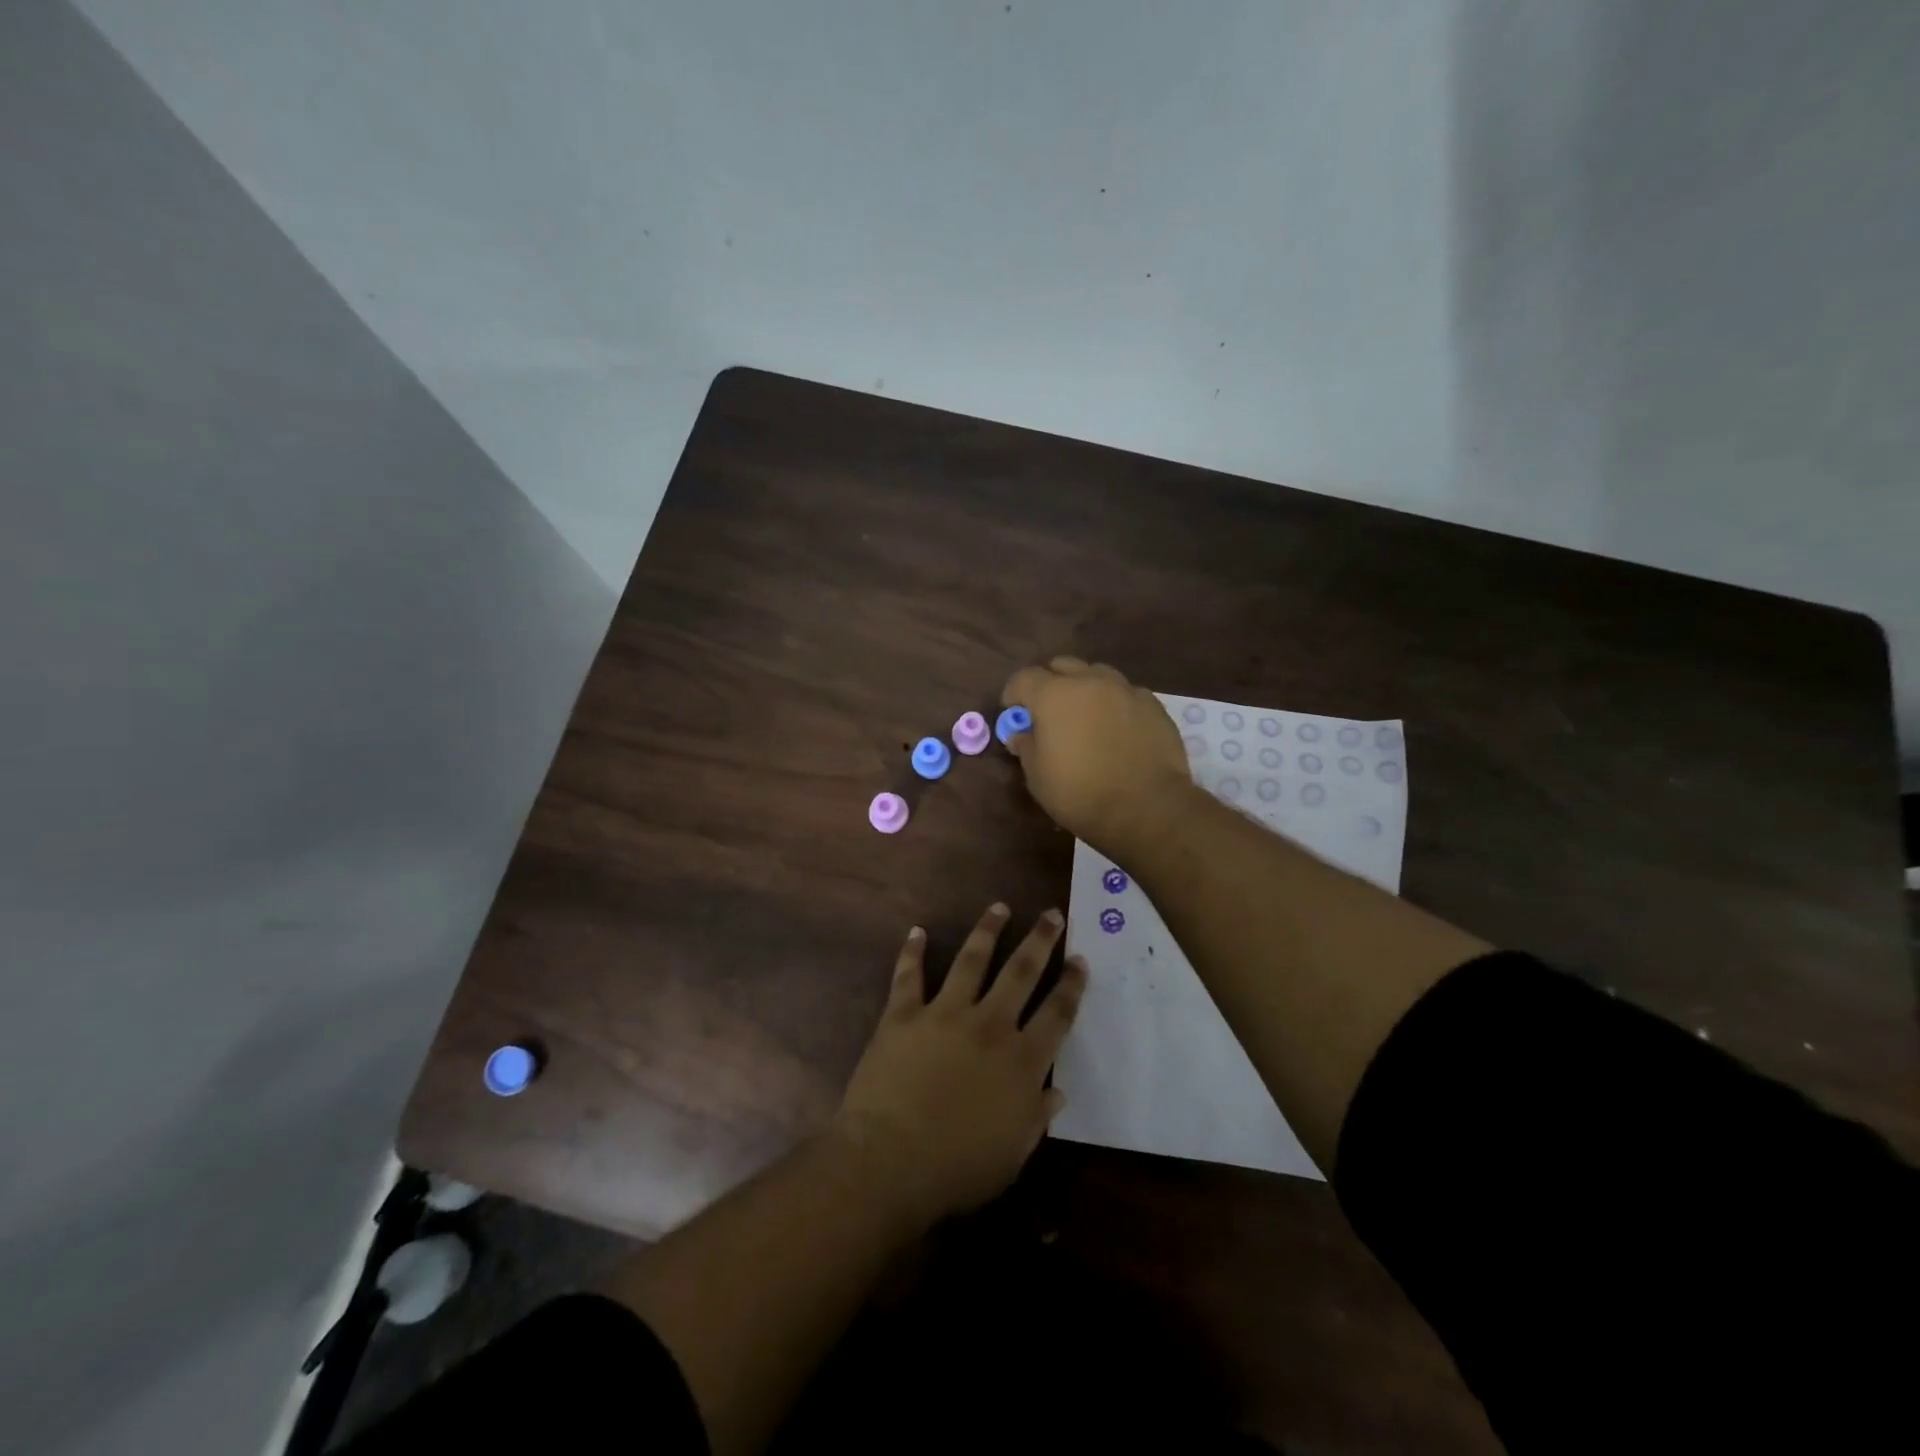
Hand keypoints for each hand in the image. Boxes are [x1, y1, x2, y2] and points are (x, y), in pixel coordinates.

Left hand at [832, 903, 1087, 1226]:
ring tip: (999, 907)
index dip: (1071, 985)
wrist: (890, 1160)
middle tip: (1051, 915)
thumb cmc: (957, 1168)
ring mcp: (944, 1014)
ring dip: (987, 931)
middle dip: (1040, 940)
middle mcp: (989, 1025)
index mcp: (1020, 1061)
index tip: (1080, 960)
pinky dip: (912, 952)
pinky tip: (917, 931)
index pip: (1057, 1014)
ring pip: (972, 960)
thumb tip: (1057, 1092)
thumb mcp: (1011, 1155)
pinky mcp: (904, 1014)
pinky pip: (908, 976)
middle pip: (1021, 972)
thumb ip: (1036, 1118)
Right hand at [1001, 657, 1191, 850]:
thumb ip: (1026, 747)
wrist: (1147, 808)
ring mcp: (1126, 690)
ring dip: (1085, 688)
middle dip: (1050, 683)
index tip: (1014, 714)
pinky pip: (1126, 694)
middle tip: (1048, 712)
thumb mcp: (1038, 777)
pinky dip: (1115, 704)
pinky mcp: (1153, 705)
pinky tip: (1118, 729)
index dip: (1014, 694)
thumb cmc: (1080, 794)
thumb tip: (1021, 734)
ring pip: (1098, 674)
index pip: (1024, 678)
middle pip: (1062, 666)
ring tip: (1086, 717)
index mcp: (1054, 695)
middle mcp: (1090, 681)